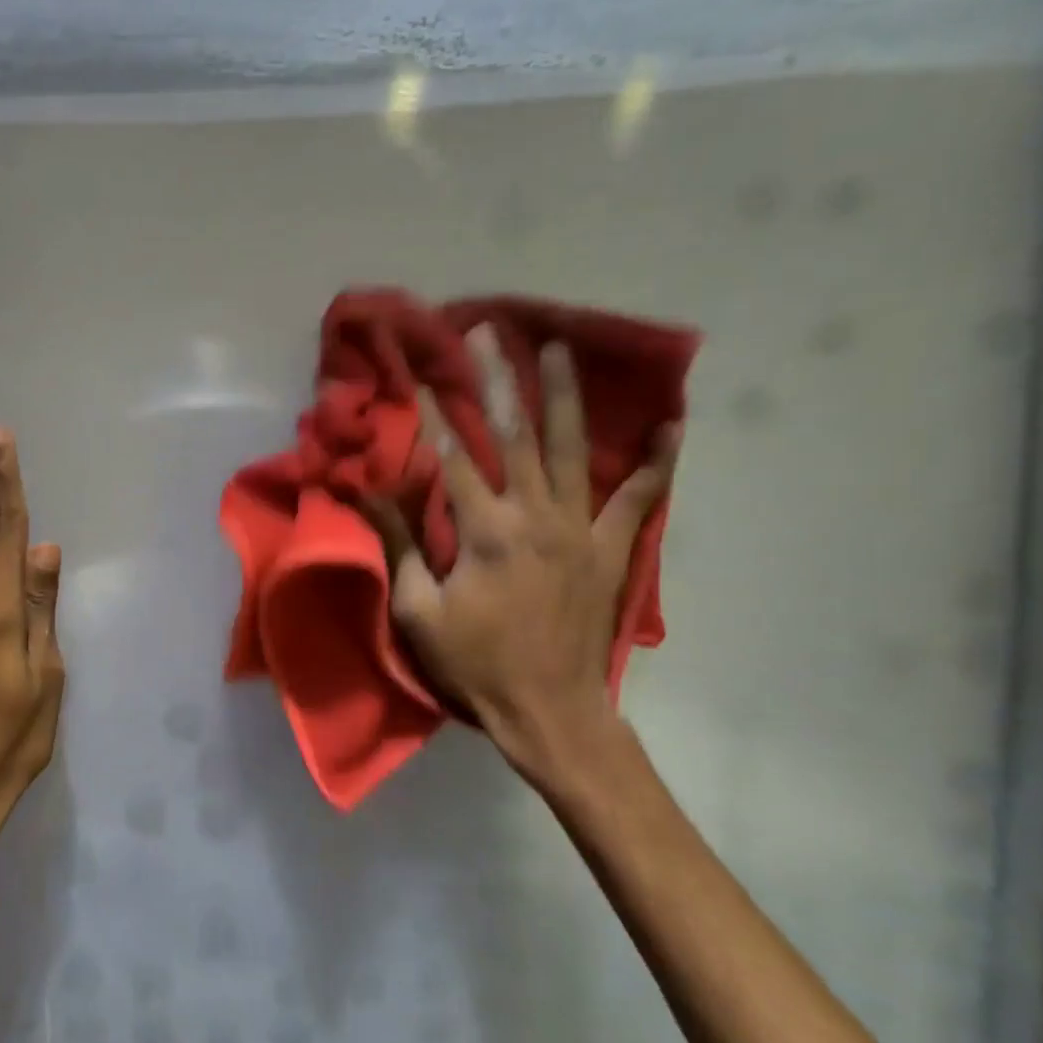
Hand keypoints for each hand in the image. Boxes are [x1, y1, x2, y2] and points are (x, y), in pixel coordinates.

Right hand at [363, 326, 680, 788]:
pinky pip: (640, 498)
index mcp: (486, 531)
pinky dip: (657, 461)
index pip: (452, 456)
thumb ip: (400, 545)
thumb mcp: (418, 610)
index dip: (432, 411)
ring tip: (558, 349)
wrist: (549, 711)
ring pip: (574, 449)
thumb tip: (372, 492)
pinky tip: (670, 423)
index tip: (418, 370)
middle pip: (515, 434)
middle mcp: (536, 516)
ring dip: (564, 396)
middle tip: (488, 331)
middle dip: (496, 378)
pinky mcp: (612, 550)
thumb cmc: (474, 663)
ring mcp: (581, 530)